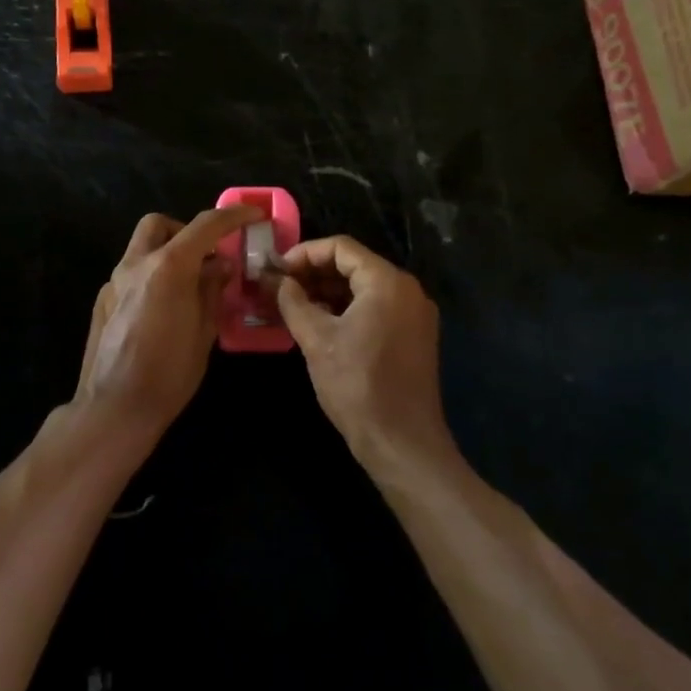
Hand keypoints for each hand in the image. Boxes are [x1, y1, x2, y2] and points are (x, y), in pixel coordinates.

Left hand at [73, 203, 264, 439]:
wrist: (114, 408)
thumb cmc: (168, 373)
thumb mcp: (204, 331)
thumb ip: (212, 290)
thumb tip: (220, 265)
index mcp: (168, 267)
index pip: (205, 225)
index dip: (232, 216)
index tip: (252, 214)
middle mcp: (136, 264)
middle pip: (159, 224)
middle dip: (186, 231)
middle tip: (207, 257)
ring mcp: (114, 282)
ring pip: (141, 247)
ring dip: (167, 253)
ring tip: (188, 286)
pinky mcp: (103, 301)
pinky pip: (131, 273)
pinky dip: (152, 276)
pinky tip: (163, 309)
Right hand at [275, 236, 452, 470]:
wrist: (402, 442)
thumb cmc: (357, 385)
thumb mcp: (316, 339)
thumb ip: (293, 301)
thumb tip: (276, 280)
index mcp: (387, 282)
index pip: (341, 247)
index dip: (304, 253)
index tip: (276, 269)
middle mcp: (407, 290)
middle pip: (354, 265)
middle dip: (314, 272)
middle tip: (279, 287)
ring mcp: (414, 314)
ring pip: (364, 288)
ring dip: (327, 291)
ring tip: (292, 305)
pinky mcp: (413, 336)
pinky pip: (376, 308)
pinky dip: (346, 309)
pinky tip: (319, 323)